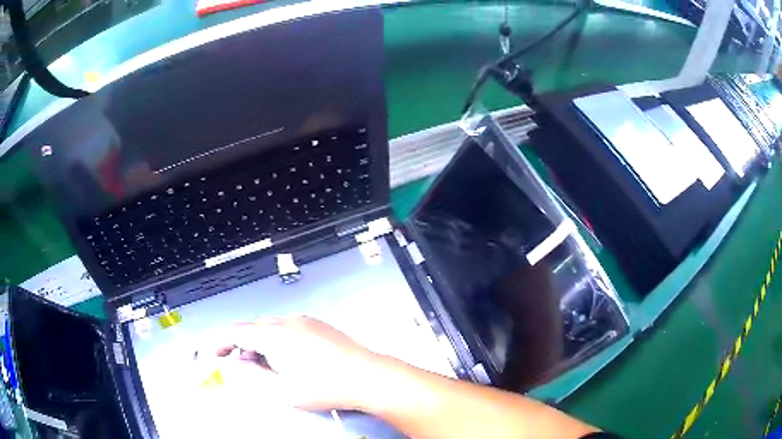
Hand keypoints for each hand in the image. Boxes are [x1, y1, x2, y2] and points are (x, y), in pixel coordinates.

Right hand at [213, 316, 386, 410]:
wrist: (366, 376)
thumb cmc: (324, 387)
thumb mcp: (281, 390)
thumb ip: (251, 376)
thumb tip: (235, 363)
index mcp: (274, 336)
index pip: (236, 331)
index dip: (219, 340)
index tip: (210, 352)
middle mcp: (287, 321)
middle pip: (252, 328)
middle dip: (240, 344)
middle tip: (240, 366)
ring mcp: (305, 320)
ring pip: (269, 327)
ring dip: (259, 343)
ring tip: (268, 367)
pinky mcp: (317, 324)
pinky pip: (287, 327)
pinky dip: (277, 340)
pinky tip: (289, 358)